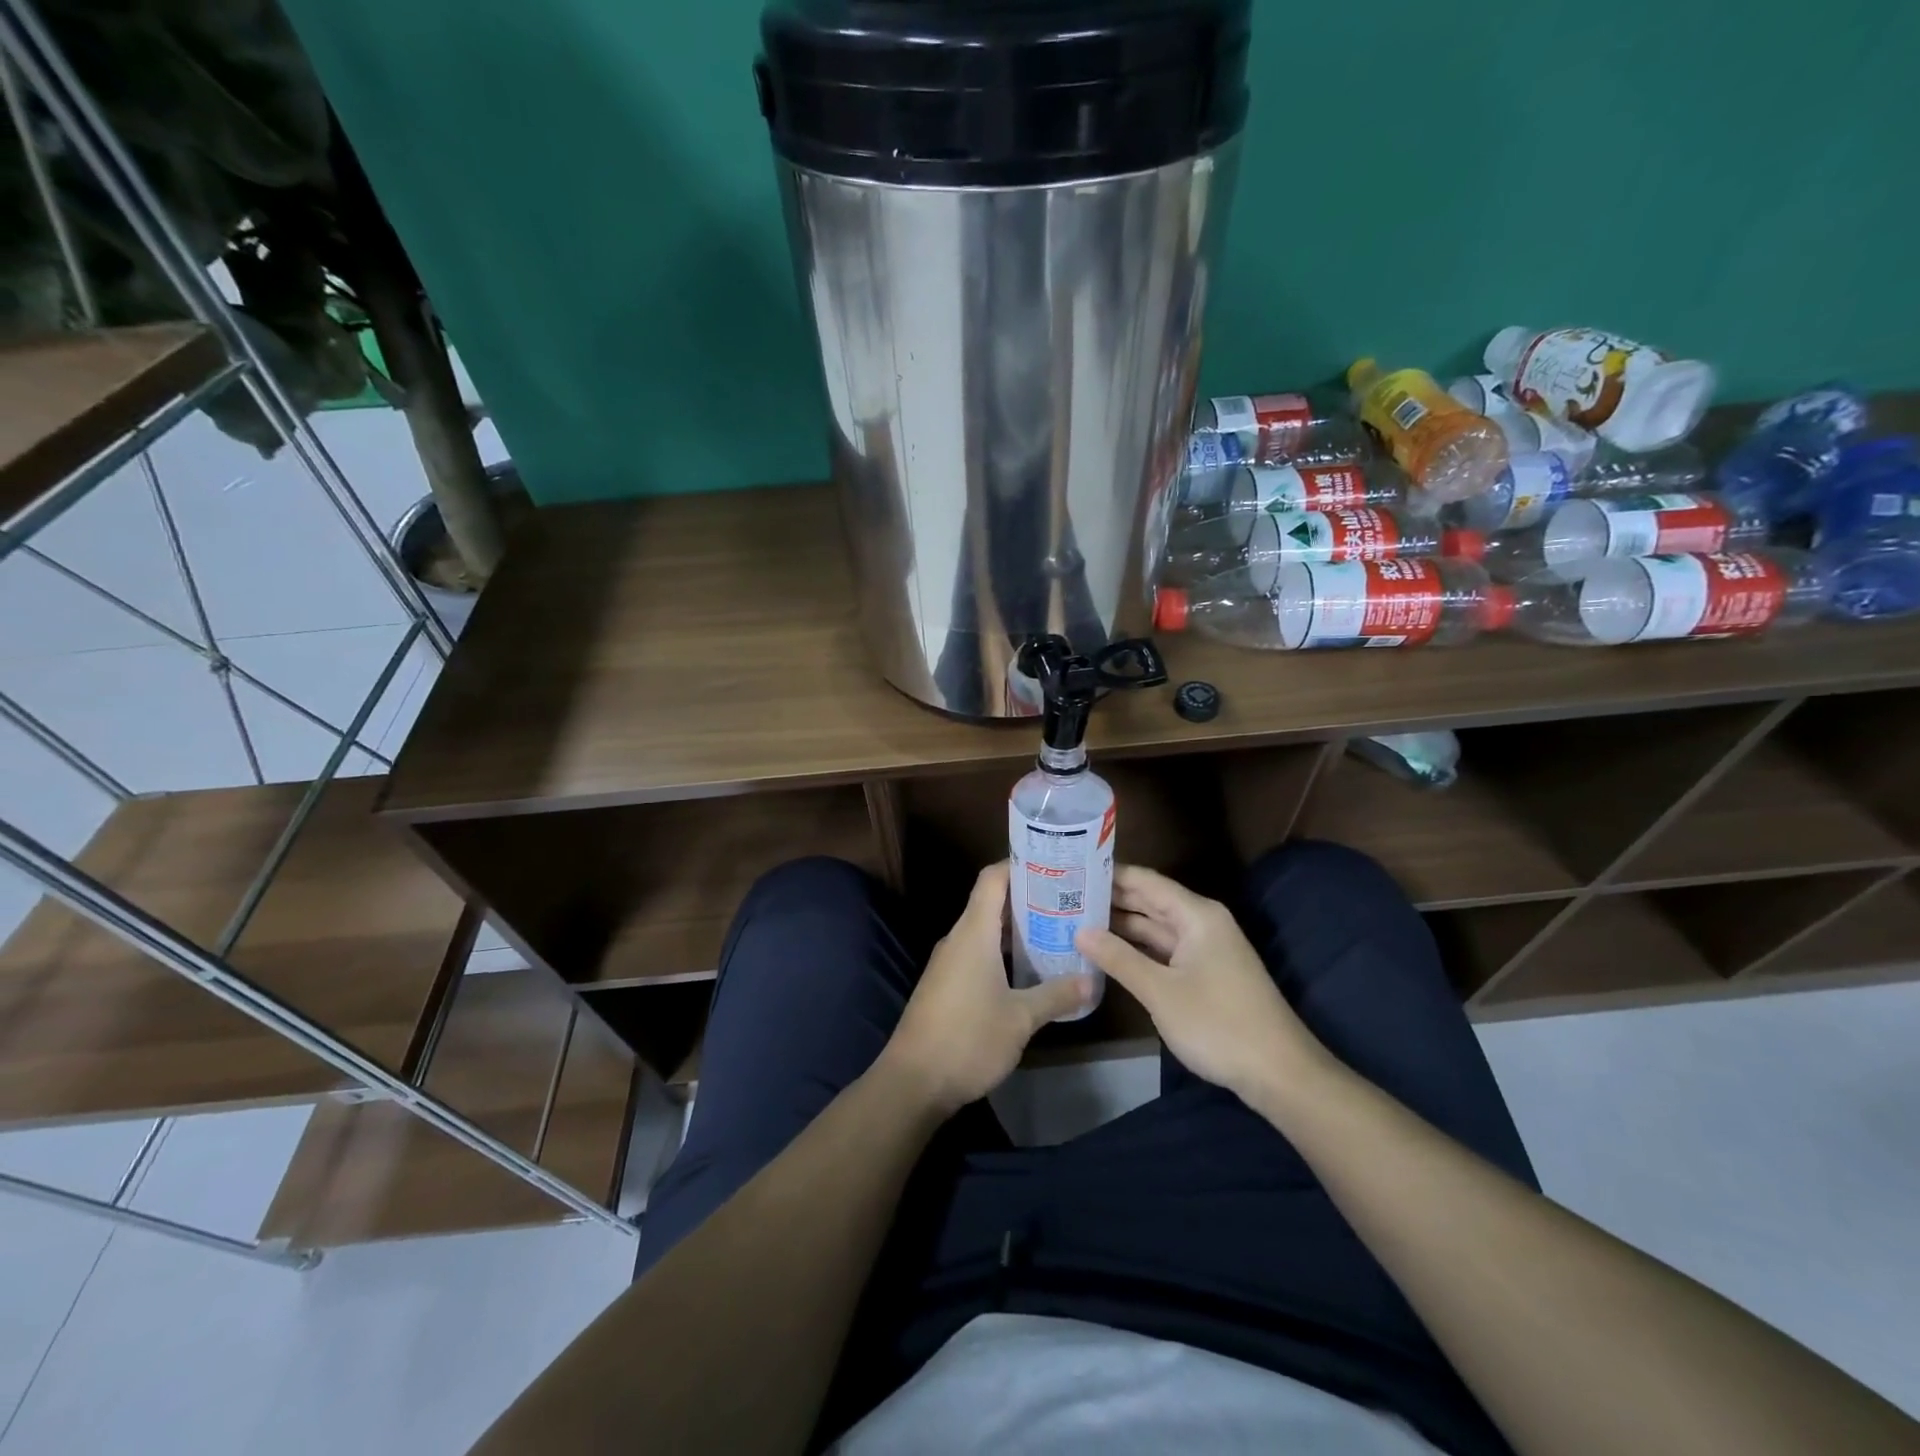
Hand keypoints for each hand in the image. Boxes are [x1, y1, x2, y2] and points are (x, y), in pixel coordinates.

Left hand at [880, 862, 1093, 1115]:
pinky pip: (977, 953)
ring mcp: (949, 962)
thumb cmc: (968, 1039)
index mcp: (973, 933)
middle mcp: (958, 938)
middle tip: (1068, 901)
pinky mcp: (946, 984)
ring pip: (986, 930)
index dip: (1020, 865)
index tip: (1054, 866)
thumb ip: (1056, 995)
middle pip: (991, 902)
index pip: (992, 878)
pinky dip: (1003, 952)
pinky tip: (1029, 970)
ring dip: (1017, 929)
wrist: (913, 1082)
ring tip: (1057, 931)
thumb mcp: (1021, 1019)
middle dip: (1028, 898)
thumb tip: (1092, 981)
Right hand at [1076, 864, 1323, 1106]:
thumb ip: (1118, 958)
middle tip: (1063, 895)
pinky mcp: (1204, 974)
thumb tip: (1079, 931)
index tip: (1070, 870)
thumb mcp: (1161, 991)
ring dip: (1120, 926)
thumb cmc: (1218, 1024)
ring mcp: (1204, 949)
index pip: (1145, 880)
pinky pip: (1163, 950)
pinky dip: (1137, 949)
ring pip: (1155, 927)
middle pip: (1149, 901)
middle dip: (1110, 899)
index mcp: (1196, 914)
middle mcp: (1201, 923)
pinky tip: (1107, 952)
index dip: (1109, 874)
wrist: (1279, 1073)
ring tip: (1075, 919)